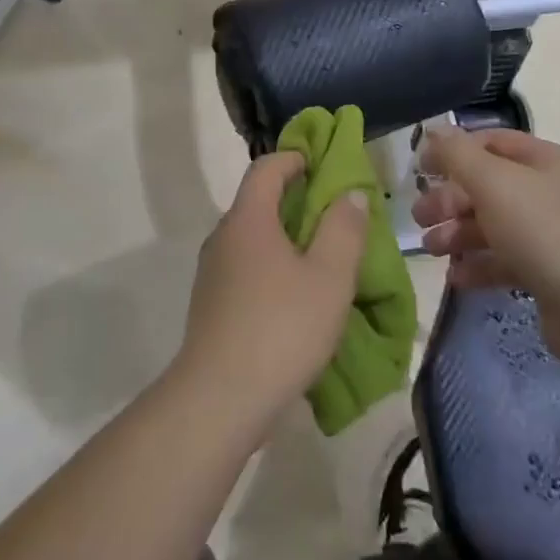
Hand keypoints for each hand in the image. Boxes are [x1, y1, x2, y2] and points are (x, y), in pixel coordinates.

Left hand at [175, 152, 369, 423]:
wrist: (218, 401)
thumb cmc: (280, 328)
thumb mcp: (329, 277)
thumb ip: (344, 229)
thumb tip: (349, 193)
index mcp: (249, 218)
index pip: (267, 167)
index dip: (295, 158)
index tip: (323, 165)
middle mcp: (224, 236)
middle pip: (258, 201)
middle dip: (296, 200)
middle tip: (334, 216)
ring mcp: (213, 272)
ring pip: (252, 238)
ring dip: (285, 238)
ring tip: (320, 259)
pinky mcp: (211, 305)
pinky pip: (245, 268)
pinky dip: (271, 266)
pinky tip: (295, 298)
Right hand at [413, 126, 559, 365]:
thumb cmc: (543, 231)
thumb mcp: (493, 182)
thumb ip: (457, 155)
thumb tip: (433, 131)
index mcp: (541, 160)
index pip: (489, 142)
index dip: (453, 151)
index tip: (420, 169)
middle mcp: (546, 191)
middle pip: (486, 185)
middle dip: (449, 199)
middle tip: (419, 216)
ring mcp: (548, 234)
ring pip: (491, 225)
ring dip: (457, 233)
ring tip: (431, 249)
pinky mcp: (546, 273)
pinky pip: (503, 261)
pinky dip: (477, 265)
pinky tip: (455, 277)